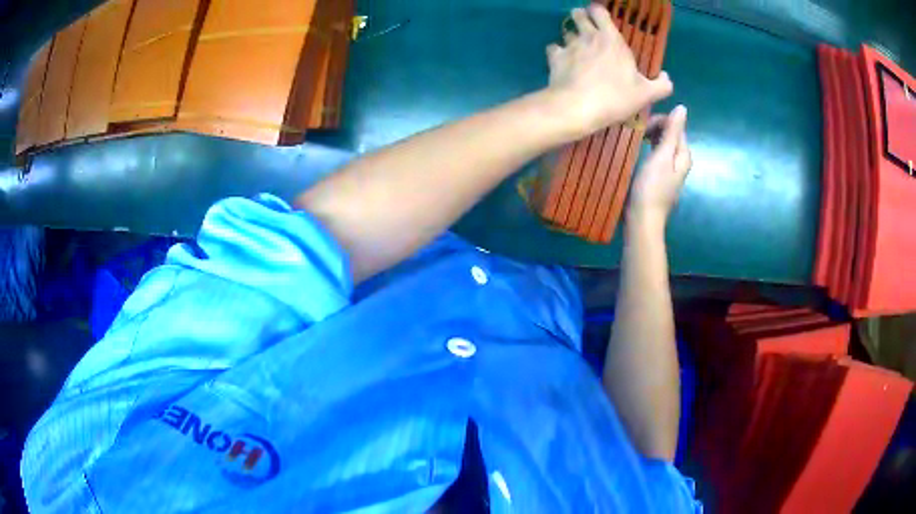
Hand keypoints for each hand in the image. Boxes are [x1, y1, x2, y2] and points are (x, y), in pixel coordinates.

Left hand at [545, 4, 672, 139]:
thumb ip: (661, 85)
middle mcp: (588, 36)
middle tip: (587, 28)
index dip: (598, 11)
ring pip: (566, 30)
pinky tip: (562, 60)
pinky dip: (557, 52)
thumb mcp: (646, 94)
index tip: (601, 18)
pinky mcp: (554, 58)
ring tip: (576, 46)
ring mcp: (569, 45)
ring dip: (571, 35)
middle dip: (581, 17)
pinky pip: (553, 48)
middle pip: (578, 15)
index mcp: (611, 38)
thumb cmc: (615, 97)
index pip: (599, 11)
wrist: (578, 108)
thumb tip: (667, 78)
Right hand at [628, 106, 691, 228]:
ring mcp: (669, 170)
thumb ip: (672, 132)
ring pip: (661, 144)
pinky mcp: (658, 177)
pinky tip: (636, 149)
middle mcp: (679, 161)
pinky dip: (647, 148)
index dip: (660, 119)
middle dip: (654, 128)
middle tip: (635, 130)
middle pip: (669, 135)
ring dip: (649, 137)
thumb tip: (682, 107)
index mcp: (684, 155)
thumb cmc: (651, 188)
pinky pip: (655, 155)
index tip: (641, 123)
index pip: (676, 126)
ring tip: (633, 136)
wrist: (642, 220)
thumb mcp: (663, 156)